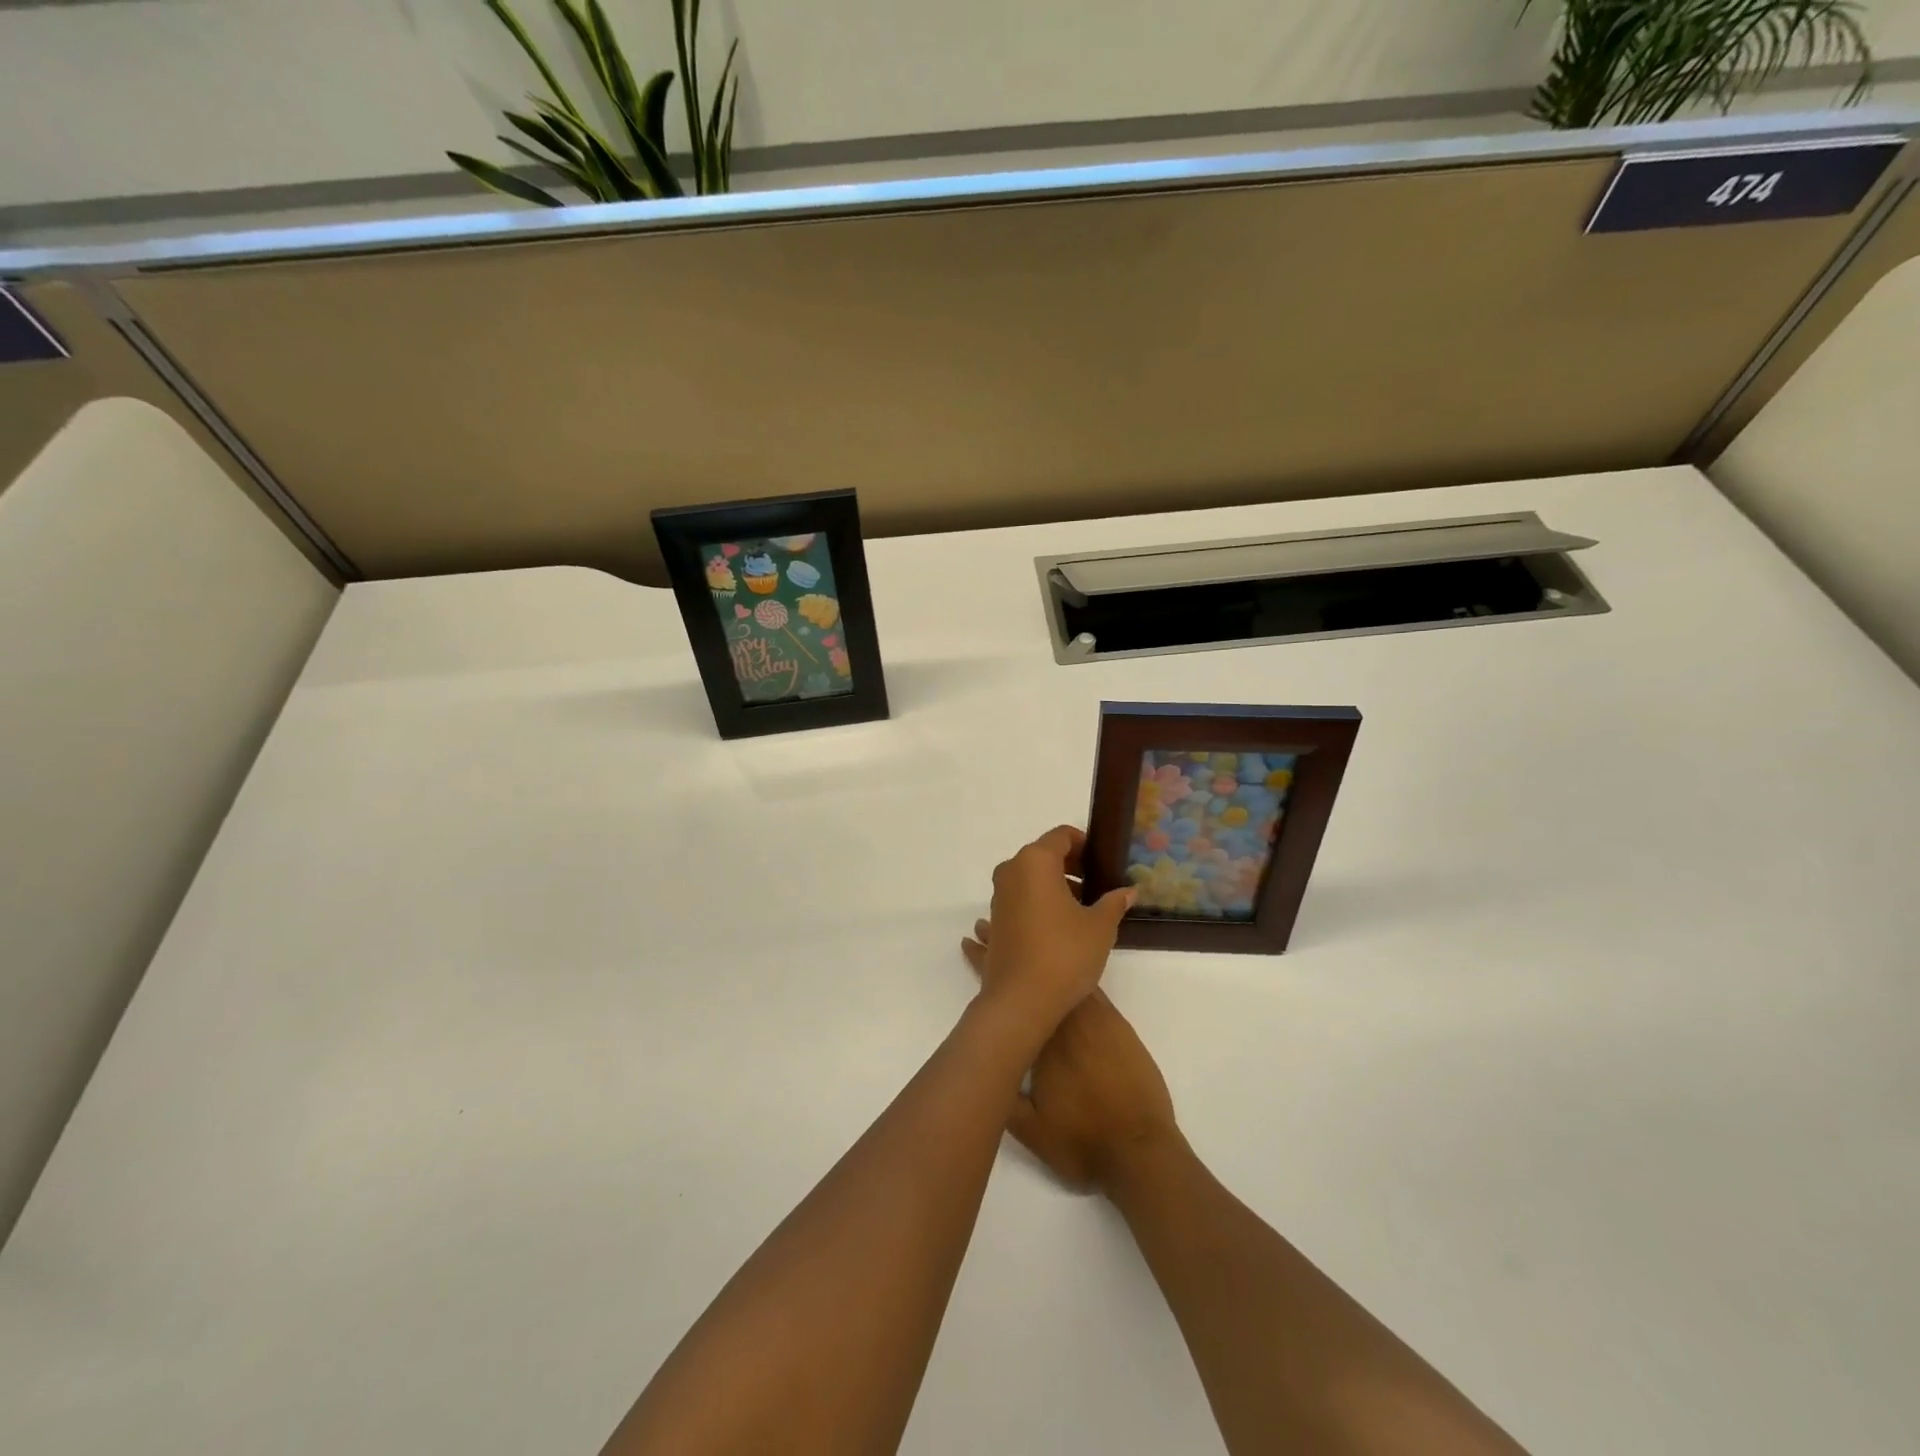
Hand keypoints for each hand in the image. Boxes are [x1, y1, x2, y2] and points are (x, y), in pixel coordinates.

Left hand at [961, 826, 1133, 1036]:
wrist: (1020, 1001)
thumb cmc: (1065, 954)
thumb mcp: (1100, 927)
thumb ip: (1114, 902)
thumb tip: (1128, 891)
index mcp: (1035, 861)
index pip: (1061, 836)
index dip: (1084, 844)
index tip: (1102, 862)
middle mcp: (1011, 871)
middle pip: (1043, 855)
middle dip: (1071, 866)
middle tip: (1097, 885)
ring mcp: (998, 897)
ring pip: (1030, 879)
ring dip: (1055, 886)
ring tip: (1082, 909)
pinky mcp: (995, 921)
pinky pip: (1020, 899)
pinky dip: (1038, 902)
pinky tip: (1058, 927)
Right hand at [964, 917, 1178, 1191]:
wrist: (1141, 1149)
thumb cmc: (1083, 1143)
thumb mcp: (1030, 1132)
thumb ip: (1002, 1098)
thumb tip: (980, 1069)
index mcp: (1039, 1042)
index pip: (1007, 995)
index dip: (986, 965)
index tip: (970, 943)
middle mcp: (1064, 1020)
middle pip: (1030, 973)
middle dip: (1005, 947)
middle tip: (985, 926)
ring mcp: (1093, 1017)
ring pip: (1058, 971)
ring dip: (1036, 952)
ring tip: (1019, 933)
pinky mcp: (1115, 1022)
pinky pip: (1088, 983)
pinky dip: (1071, 966)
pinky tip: (1062, 957)